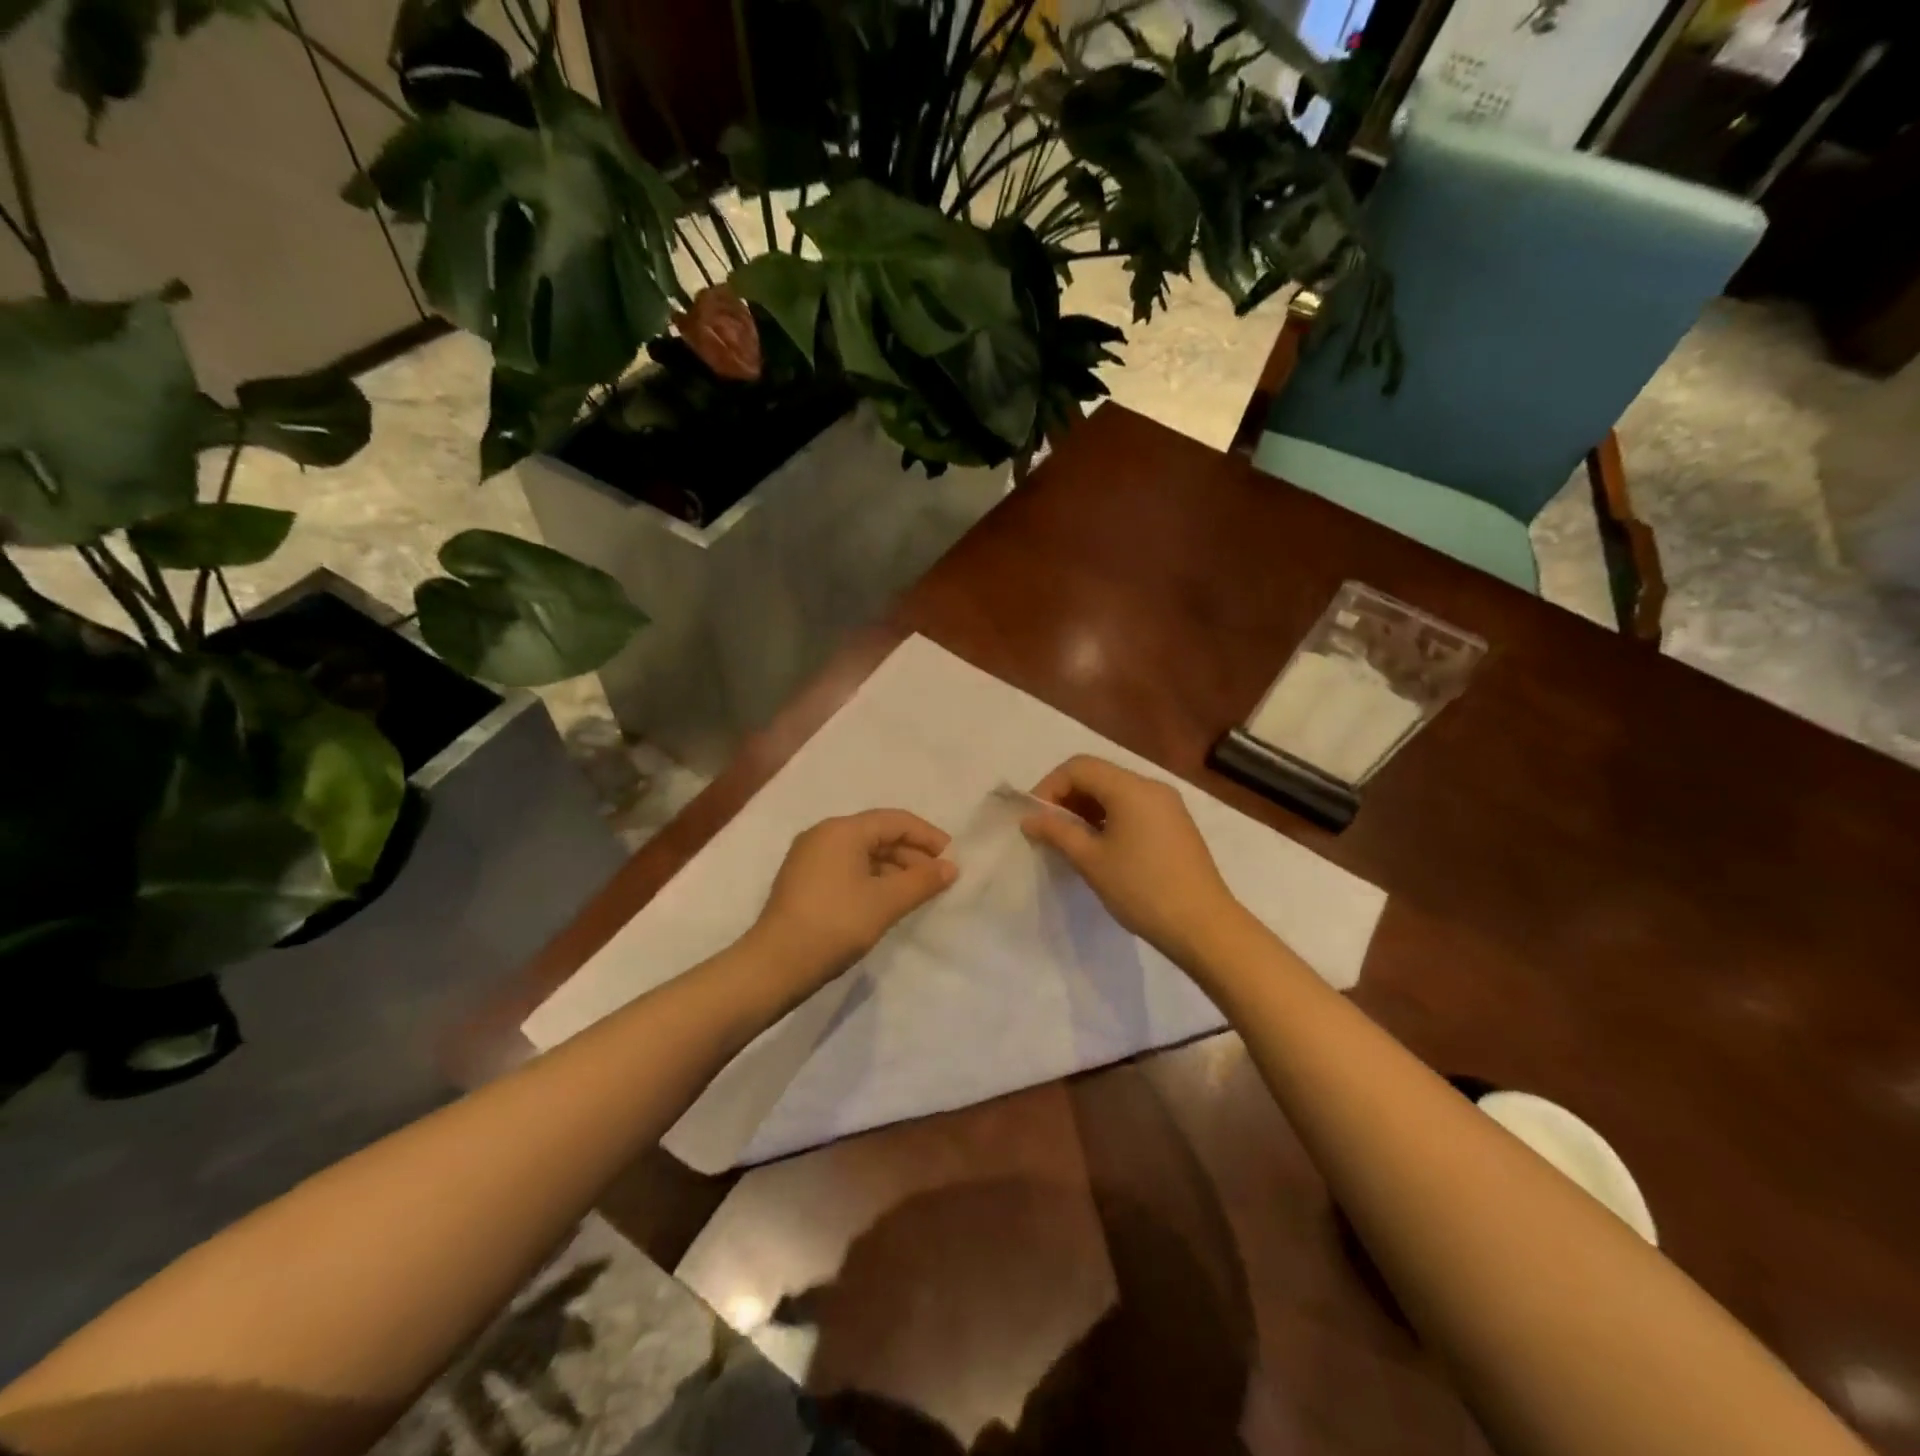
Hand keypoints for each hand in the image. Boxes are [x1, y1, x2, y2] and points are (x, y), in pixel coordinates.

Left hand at [749, 809, 958, 985]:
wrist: (776, 964)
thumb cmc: (836, 923)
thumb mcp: (886, 902)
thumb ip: (922, 881)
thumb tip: (950, 867)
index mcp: (842, 830)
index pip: (894, 821)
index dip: (927, 836)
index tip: (951, 857)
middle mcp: (823, 835)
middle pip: (877, 834)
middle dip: (911, 854)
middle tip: (938, 878)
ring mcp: (809, 858)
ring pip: (862, 853)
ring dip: (893, 868)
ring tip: (917, 892)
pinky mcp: (803, 881)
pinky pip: (847, 868)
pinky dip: (872, 878)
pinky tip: (887, 900)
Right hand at [1020, 755, 1241, 963]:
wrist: (1203, 926)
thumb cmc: (1141, 889)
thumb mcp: (1091, 860)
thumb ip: (1057, 832)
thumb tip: (1029, 819)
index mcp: (1131, 788)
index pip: (1078, 767)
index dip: (1049, 787)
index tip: (1035, 819)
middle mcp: (1151, 787)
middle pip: (1098, 775)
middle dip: (1066, 797)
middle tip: (1048, 831)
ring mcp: (1168, 805)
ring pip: (1115, 792)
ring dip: (1087, 809)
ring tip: (1070, 842)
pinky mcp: (1176, 825)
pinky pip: (1133, 808)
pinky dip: (1109, 818)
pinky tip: (1099, 848)